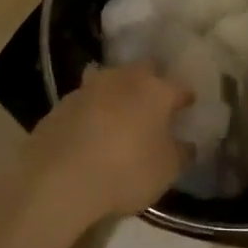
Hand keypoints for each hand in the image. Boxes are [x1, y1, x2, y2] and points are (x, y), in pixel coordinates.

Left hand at [29, 63, 192, 220]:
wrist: (59, 177)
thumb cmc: (126, 170)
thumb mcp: (167, 170)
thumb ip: (181, 153)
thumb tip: (187, 143)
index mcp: (156, 90)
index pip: (179, 87)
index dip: (185, 97)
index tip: (188, 104)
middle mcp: (123, 78)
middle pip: (143, 70)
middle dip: (151, 81)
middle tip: (153, 102)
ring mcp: (89, 87)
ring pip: (110, 80)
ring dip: (117, 92)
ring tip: (120, 113)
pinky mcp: (61, 103)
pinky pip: (85, 101)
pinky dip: (92, 110)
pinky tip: (90, 129)